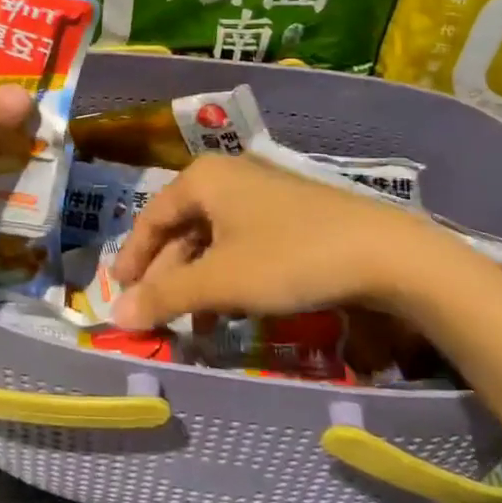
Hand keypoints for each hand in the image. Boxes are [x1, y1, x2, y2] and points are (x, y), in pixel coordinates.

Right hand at [107, 154, 474, 330]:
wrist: (385, 254)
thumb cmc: (289, 258)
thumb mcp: (221, 282)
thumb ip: (166, 296)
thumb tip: (116, 314)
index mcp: (204, 179)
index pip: (152, 218)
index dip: (133, 258)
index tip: (120, 294)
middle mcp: (230, 177)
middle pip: (183, 229)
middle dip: (169, 276)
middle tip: (158, 316)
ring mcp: (264, 194)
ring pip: (215, 239)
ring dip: (200, 282)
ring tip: (197, 325)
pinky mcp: (292, 214)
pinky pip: (244, 243)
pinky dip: (230, 276)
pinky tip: (236, 309)